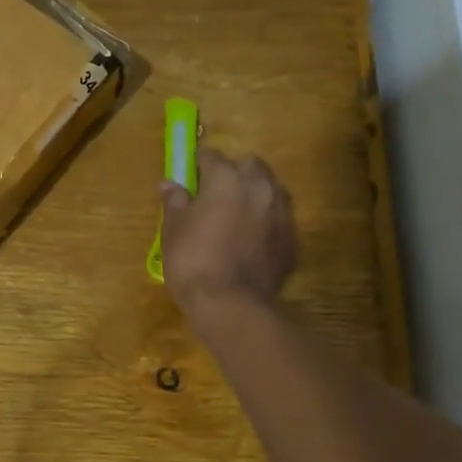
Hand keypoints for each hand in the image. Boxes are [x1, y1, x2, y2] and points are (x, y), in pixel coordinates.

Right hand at [160, 148, 297, 319]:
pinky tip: (251, 242)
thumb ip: (174, 201)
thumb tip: (168, 184)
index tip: (189, 176)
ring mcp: (282, 213)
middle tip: (215, 195)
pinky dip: (266, 223)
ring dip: (255, 194)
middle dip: (234, 173)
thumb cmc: (193, 261)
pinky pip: (279, 220)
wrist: (231, 304)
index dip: (198, 165)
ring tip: (236, 216)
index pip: (211, 156)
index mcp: (227, 178)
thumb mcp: (173, 229)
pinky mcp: (292, 240)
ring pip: (271, 189)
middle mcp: (260, 187)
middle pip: (250, 165)